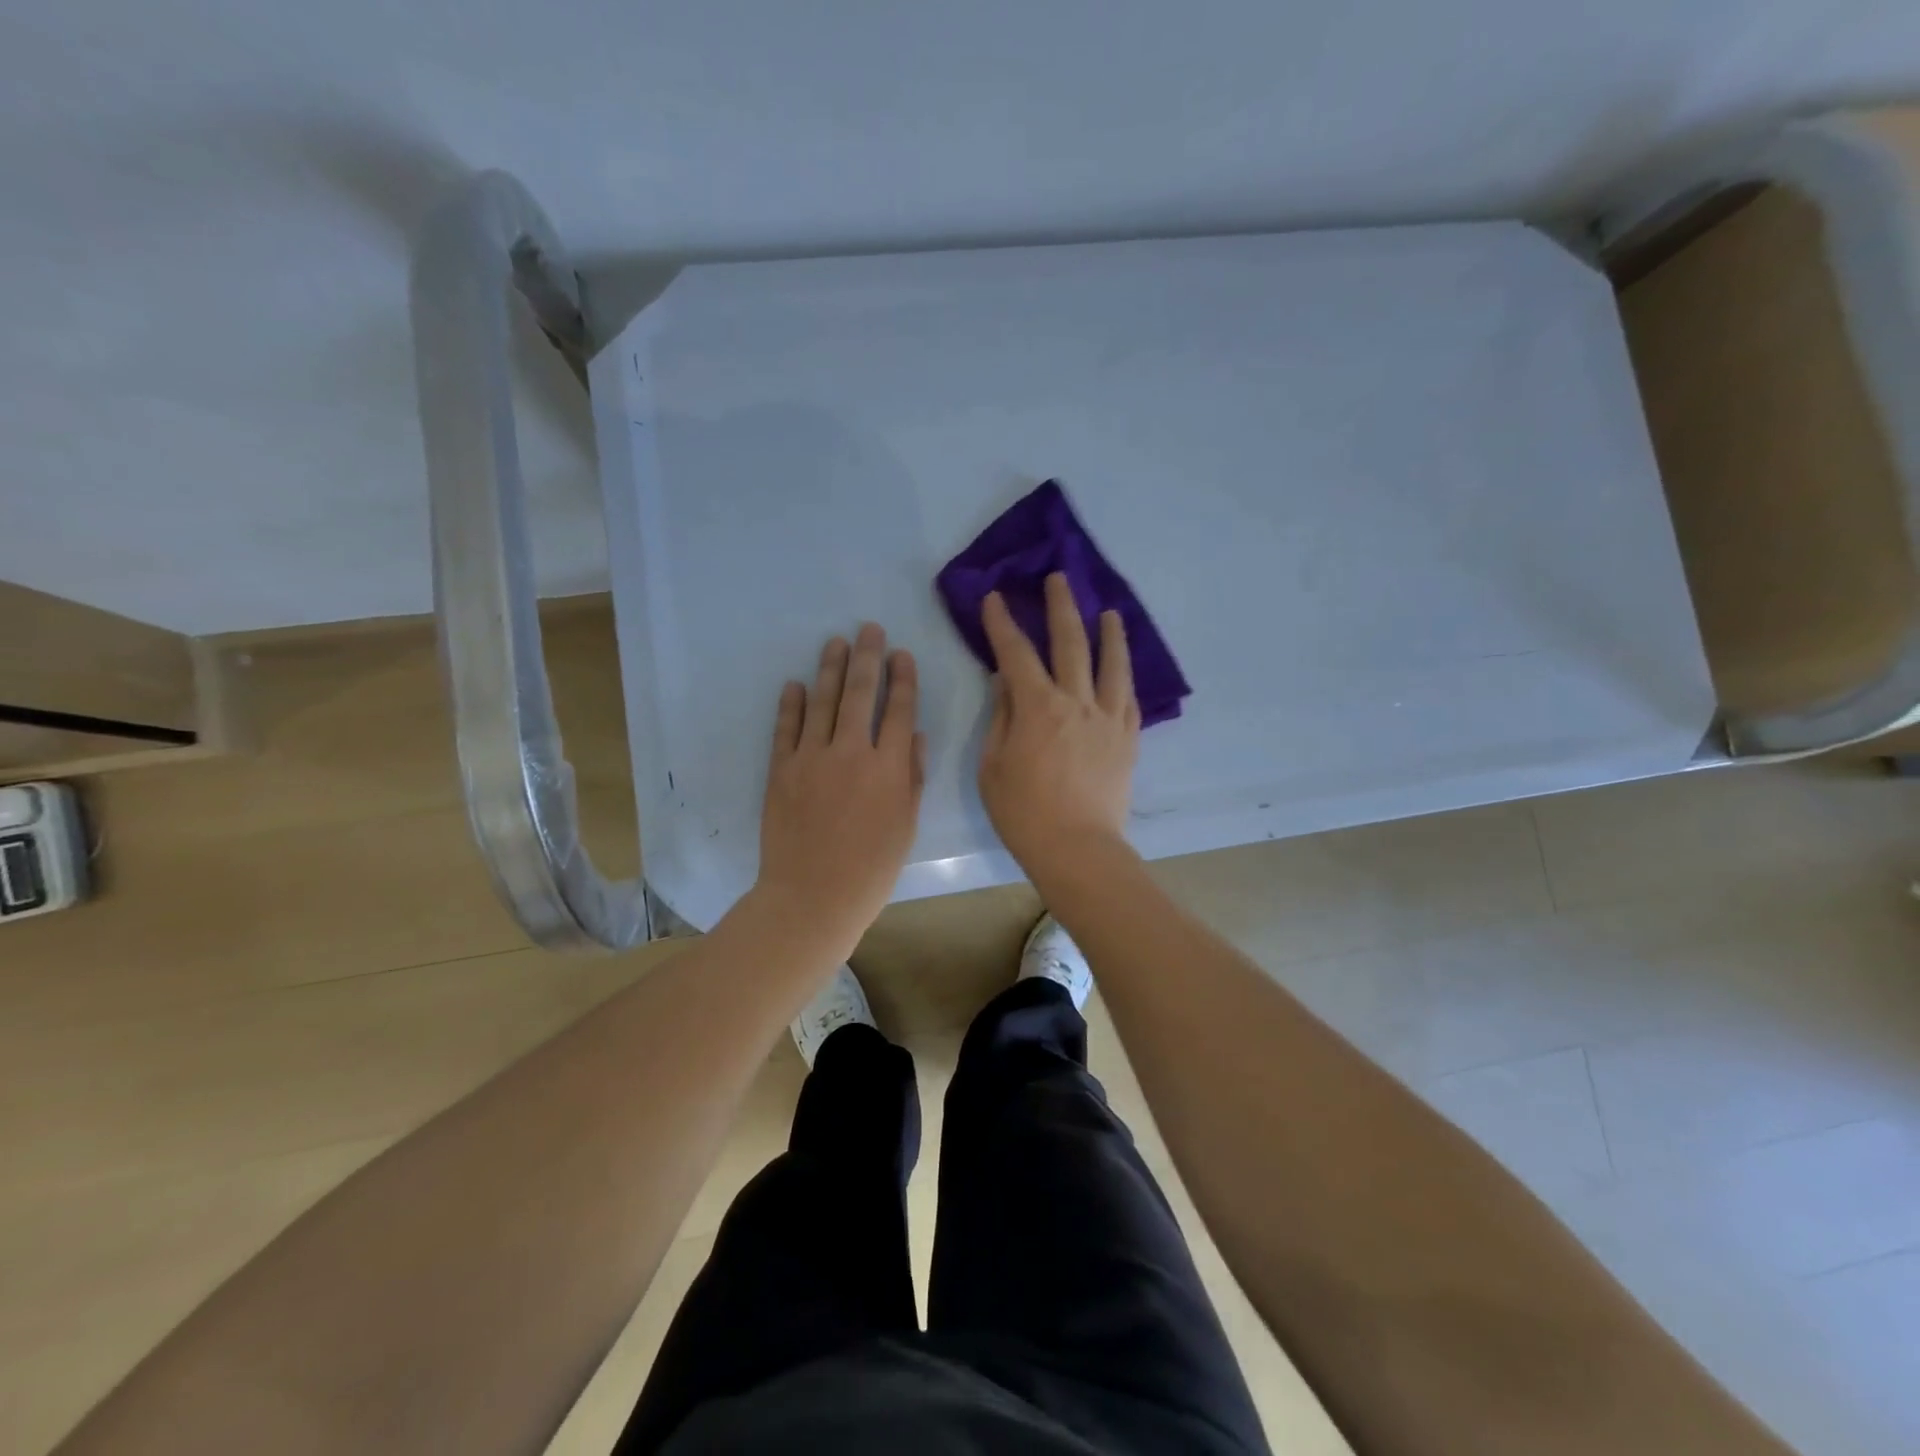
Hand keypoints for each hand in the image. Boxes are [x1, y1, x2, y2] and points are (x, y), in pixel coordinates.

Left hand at [756, 623, 924, 952]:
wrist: (812, 896)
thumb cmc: (871, 868)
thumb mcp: (906, 826)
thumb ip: (911, 776)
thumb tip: (912, 734)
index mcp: (888, 767)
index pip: (898, 709)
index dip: (903, 678)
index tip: (902, 654)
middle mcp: (851, 752)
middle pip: (861, 693)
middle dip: (868, 657)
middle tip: (869, 629)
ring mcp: (812, 758)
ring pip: (824, 701)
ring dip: (831, 668)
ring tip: (837, 642)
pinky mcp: (781, 769)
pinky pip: (786, 728)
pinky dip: (791, 703)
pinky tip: (796, 683)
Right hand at [979, 572, 1140, 876]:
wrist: (1077, 849)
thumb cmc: (1023, 812)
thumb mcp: (993, 765)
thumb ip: (1001, 717)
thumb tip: (1005, 681)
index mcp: (1037, 707)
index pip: (1016, 653)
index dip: (1003, 623)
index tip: (995, 599)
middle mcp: (1076, 702)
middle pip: (1070, 643)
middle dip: (1061, 607)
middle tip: (1060, 579)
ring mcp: (1107, 718)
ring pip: (1110, 664)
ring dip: (1109, 633)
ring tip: (1109, 612)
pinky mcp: (1127, 738)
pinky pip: (1128, 697)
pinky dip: (1124, 675)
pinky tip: (1122, 665)